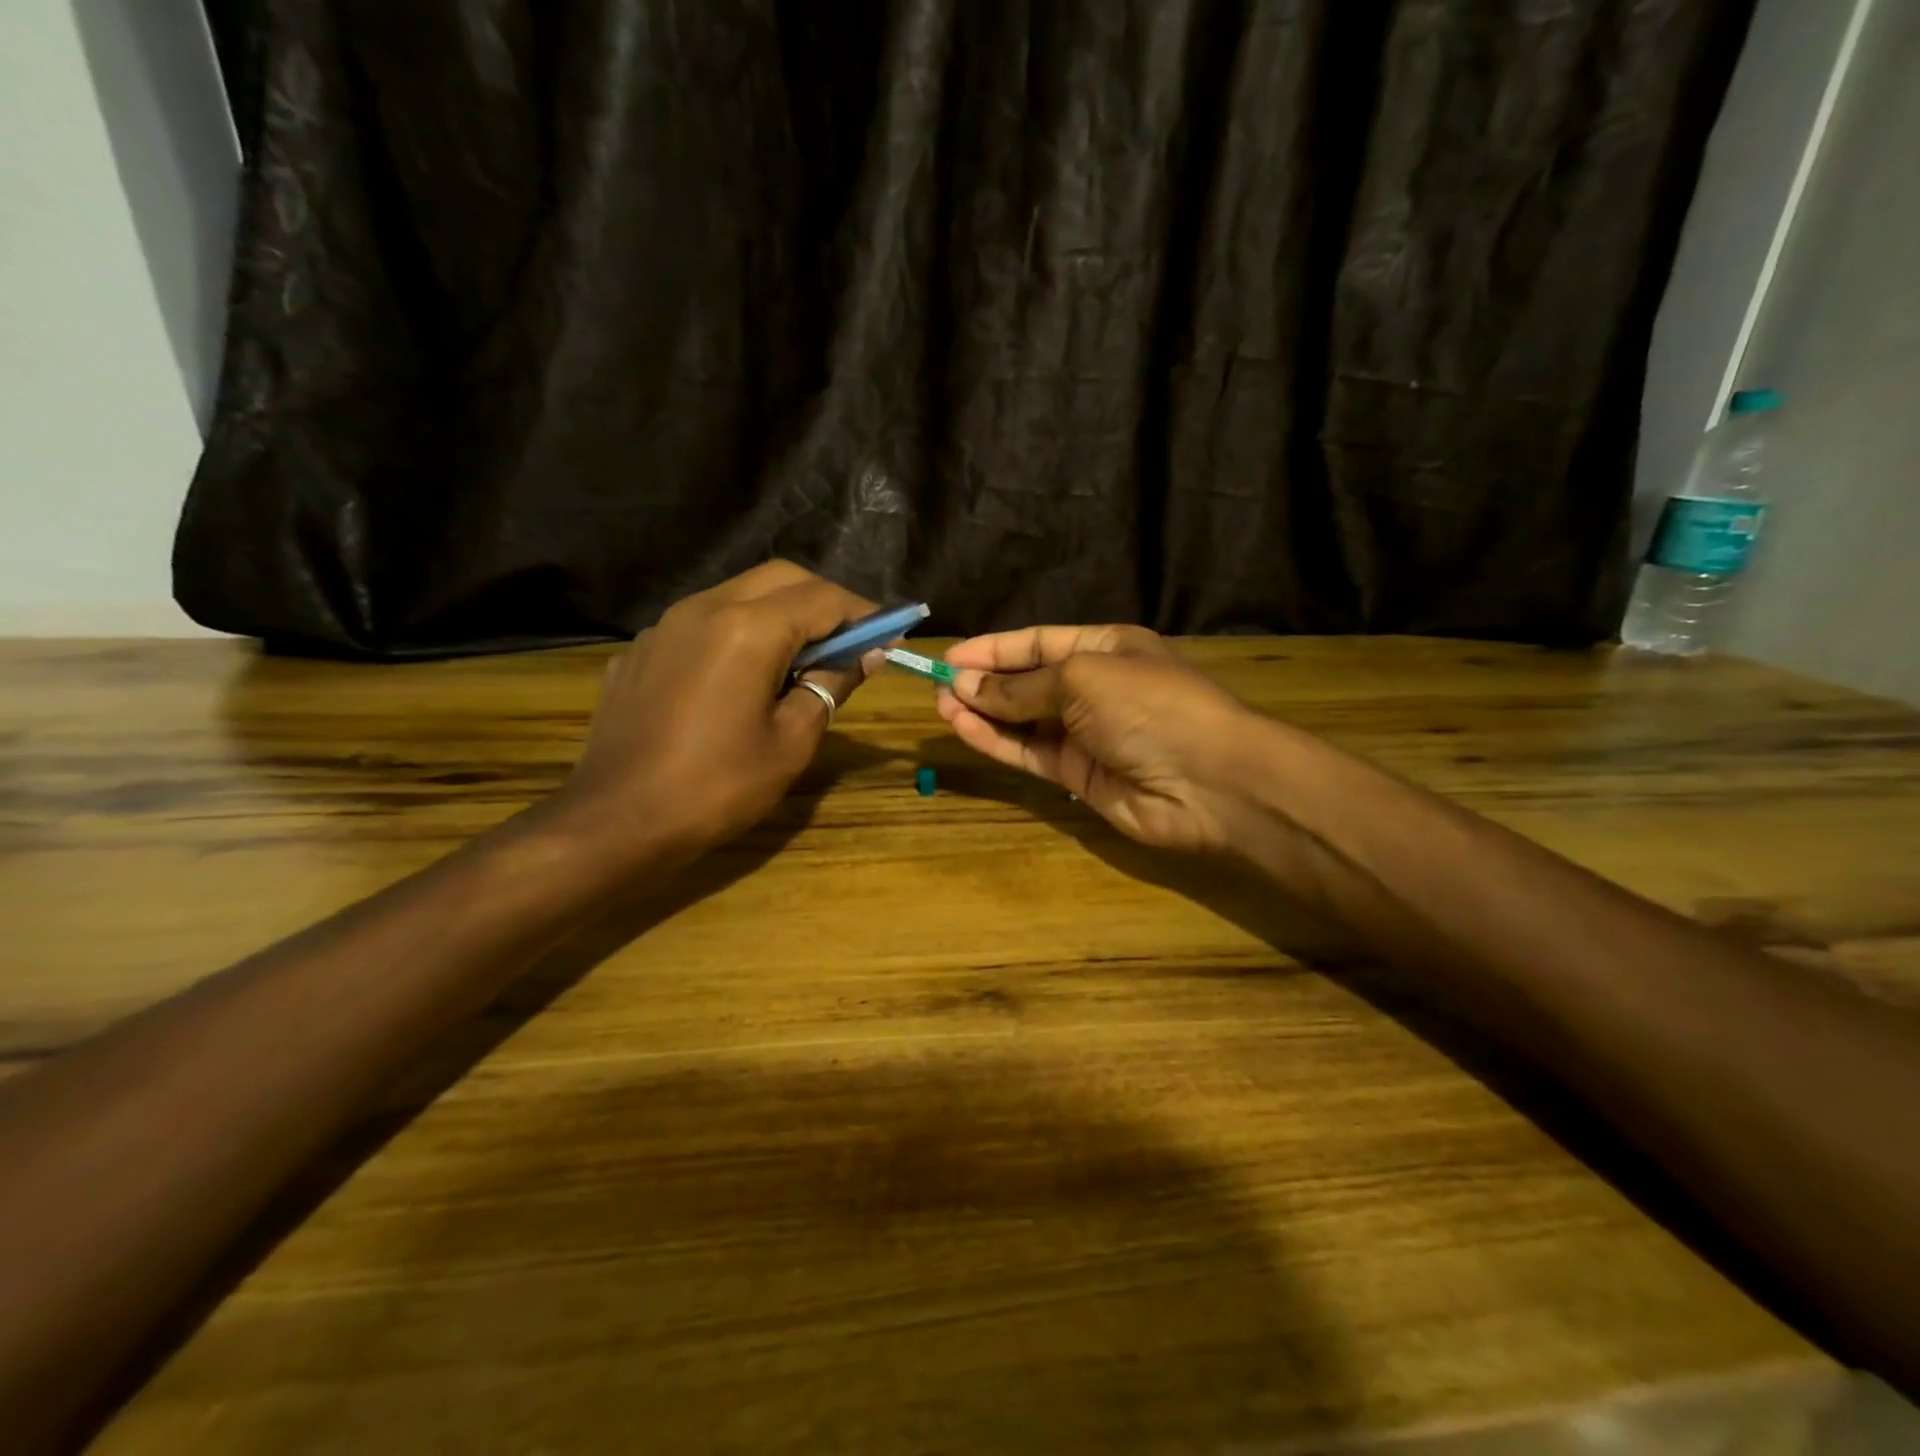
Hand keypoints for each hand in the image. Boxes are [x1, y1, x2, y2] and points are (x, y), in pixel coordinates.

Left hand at [550, 562, 877, 861]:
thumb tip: (866, 655)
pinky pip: (702, 623)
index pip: (823, 598)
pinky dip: (738, 633)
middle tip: (849, 643)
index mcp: (748, 628)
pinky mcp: (642, 649)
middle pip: (781, 578)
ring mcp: (665, 625)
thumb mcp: (792, 742)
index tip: (889, 637)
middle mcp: (705, 608)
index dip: (864, 614)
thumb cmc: (717, 787)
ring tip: (800, 660)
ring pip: (739, 594)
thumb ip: (831, 685)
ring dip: (781, 613)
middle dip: (824, 602)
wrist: (617, 821)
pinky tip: (741, 679)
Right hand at [937, 625, 1276, 854]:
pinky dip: (996, 742)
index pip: (1038, 643)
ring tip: (940, 707)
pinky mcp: (1077, 776)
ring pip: (1023, 721)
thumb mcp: (1081, 679)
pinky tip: (963, 729)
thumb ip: (1020, 687)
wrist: (1208, 782)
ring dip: (983, 713)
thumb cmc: (1149, 706)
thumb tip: (966, 686)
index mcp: (1104, 648)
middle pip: (1027, 682)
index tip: (950, 658)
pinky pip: (1029, 753)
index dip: (993, 649)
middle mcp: (1093, 688)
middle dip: (984, 682)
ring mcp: (1085, 734)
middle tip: (937, 686)